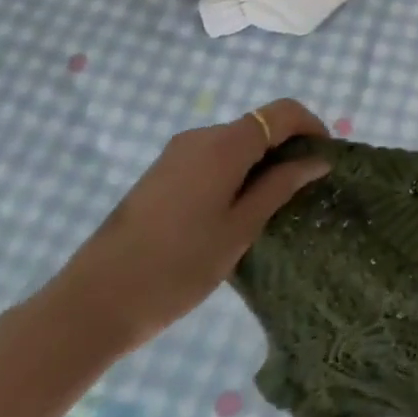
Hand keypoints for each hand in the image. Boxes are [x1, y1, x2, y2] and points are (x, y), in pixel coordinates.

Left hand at [47, 99, 330, 353]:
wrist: (91, 304)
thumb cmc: (177, 268)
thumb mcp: (240, 229)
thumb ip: (280, 186)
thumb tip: (317, 160)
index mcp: (224, 144)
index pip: (283, 112)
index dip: (312, 126)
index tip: (326, 159)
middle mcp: (201, 136)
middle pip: (259, 125)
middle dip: (287, 148)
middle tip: (303, 191)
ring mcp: (176, 153)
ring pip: (235, 143)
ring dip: (261, 162)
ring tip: (271, 208)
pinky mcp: (161, 173)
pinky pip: (212, 158)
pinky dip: (235, 172)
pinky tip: (233, 213)